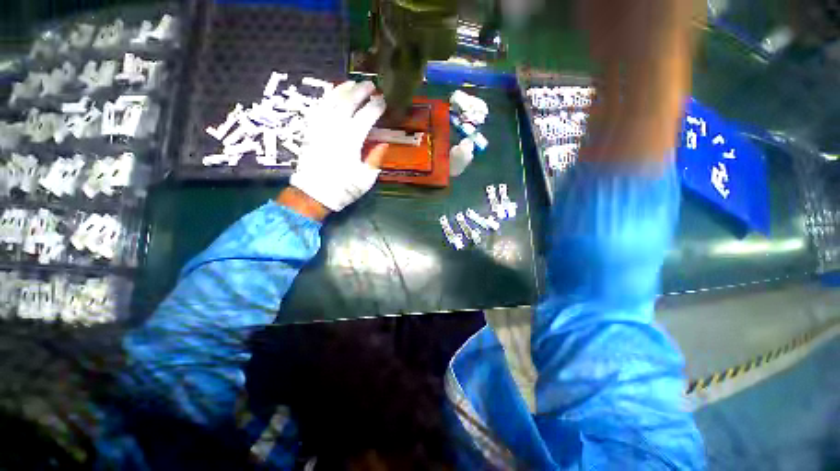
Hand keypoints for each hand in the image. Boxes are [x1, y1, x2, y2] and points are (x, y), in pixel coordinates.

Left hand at [286, 81, 388, 215]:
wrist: (313, 194)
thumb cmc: (342, 189)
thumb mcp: (366, 179)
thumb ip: (375, 159)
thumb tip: (383, 143)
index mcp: (350, 141)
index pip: (366, 116)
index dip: (376, 106)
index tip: (383, 100)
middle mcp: (334, 128)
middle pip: (347, 102)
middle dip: (360, 91)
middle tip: (371, 85)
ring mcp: (319, 127)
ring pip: (331, 101)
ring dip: (343, 89)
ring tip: (353, 83)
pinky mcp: (309, 130)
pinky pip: (318, 108)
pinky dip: (327, 98)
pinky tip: (333, 95)